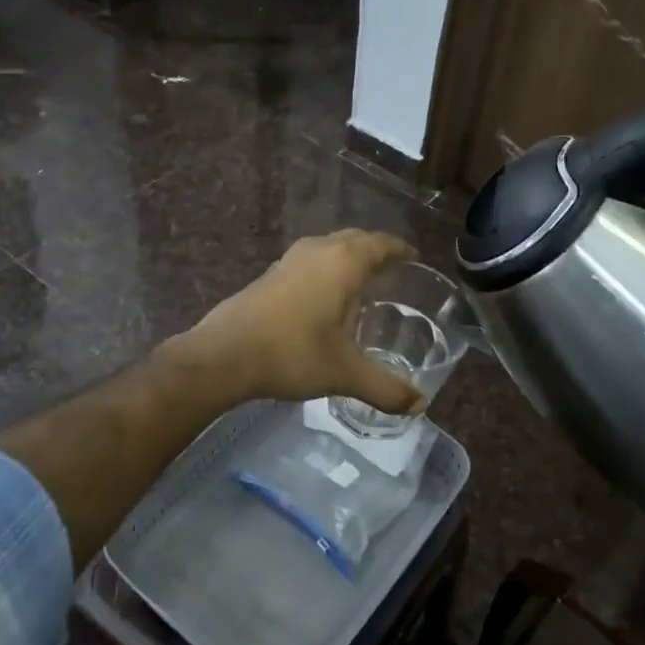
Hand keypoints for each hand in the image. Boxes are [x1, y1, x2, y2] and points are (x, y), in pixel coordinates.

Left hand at [188, 230, 424, 413]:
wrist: (224, 355)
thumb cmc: (293, 353)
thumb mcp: (345, 373)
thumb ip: (385, 389)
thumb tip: (419, 405)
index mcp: (343, 263)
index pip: (380, 244)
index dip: (400, 249)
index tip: (415, 258)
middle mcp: (317, 251)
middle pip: (354, 240)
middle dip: (375, 250)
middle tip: (393, 270)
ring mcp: (289, 260)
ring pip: (327, 248)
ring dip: (347, 258)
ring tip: (361, 283)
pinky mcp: (268, 275)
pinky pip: (309, 262)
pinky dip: (325, 270)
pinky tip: (323, 299)